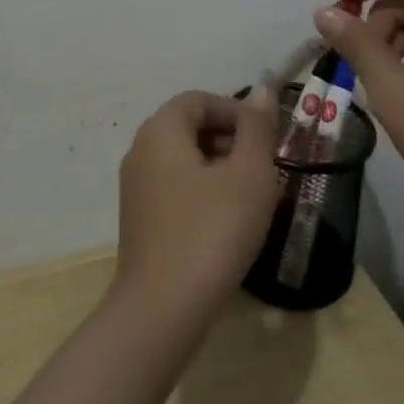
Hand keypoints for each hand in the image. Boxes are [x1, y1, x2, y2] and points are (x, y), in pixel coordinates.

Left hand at [114, 88, 280, 317]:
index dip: (236, 111)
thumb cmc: (211, 231)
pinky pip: (175, 190)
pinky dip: (203, 195)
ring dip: (220, 170)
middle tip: (266, 169)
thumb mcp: (249, 175)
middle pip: (190, 128)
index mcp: (161, 129)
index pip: (200, 99)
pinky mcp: (139, 222)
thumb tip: (263, 91)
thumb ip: (257, 129)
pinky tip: (228, 226)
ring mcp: (136, 188)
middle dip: (231, 141)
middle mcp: (141, 149)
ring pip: (184, 161)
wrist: (161, 311)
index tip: (267, 138)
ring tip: (253, 199)